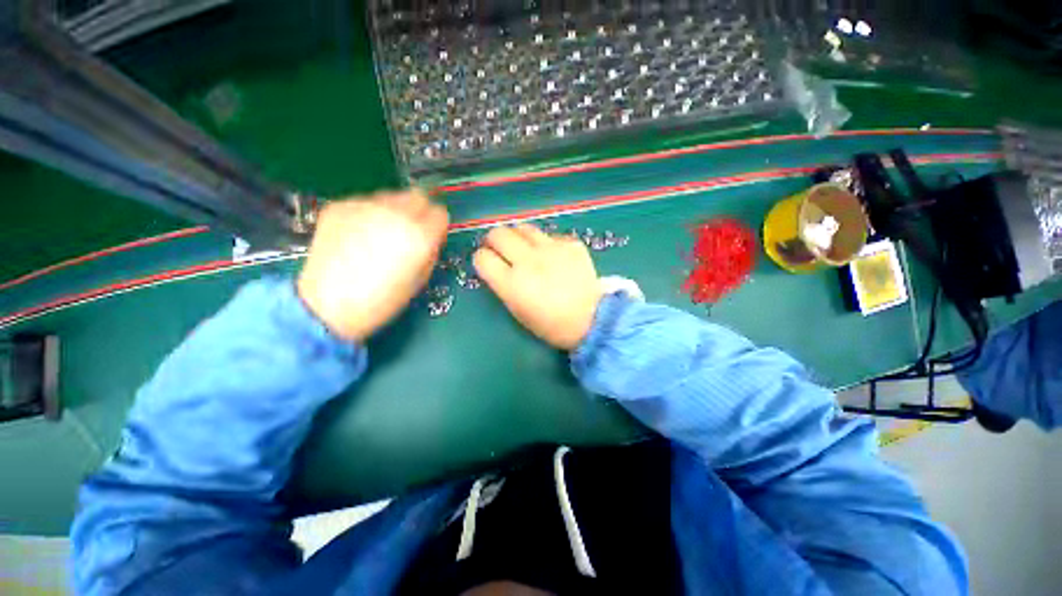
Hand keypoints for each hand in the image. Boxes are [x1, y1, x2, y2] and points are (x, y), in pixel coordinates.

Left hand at [297, 190, 448, 341]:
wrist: (328, 304)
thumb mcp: (421, 279)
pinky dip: (368, 214)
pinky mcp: (340, 206)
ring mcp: (365, 206)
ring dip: (394, 211)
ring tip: (381, 234)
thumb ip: (431, 251)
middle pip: (418, 196)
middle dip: (419, 211)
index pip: (440, 214)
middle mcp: (396, 213)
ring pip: (391, 197)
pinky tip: (358, 235)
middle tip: (409, 231)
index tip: (431, 236)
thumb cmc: (383, 300)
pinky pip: (365, 203)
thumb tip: (431, 238)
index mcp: (420, 235)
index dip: (437, 226)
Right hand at [473, 224, 600, 349]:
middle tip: (500, 248)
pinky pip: (550, 236)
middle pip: (498, 234)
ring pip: (523, 228)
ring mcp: (551, 249)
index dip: (482, 259)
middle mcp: (528, 260)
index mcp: (512, 283)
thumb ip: (503, 286)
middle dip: (494, 240)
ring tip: (525, 247)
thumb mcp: (519, 311)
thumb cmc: (551, 324)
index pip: (482, 257)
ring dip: (518, 237)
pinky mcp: (570, 243)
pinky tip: (553, 256)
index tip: (488, 262)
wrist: (592, 319)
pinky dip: (546, 244)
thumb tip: (497, 267)